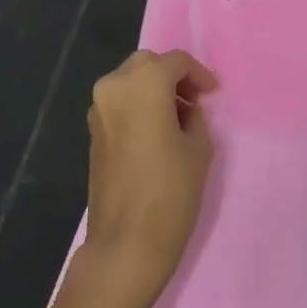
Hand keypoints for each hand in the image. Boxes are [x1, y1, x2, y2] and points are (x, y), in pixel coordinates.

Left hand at [82, 49, 217, 307]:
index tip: (213, 93)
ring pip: (130, 81)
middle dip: (172, 76)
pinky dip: (138, 105)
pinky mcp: (92, 132)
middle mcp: (115, 86)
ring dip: (153, 90)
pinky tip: (156, 131)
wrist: (125, 245)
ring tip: (178, 117)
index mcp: (144, 82)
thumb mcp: (199, 148)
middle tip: (195, 100)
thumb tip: (186, 109)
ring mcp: (98, 109)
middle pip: (148, 64)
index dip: (198, 74)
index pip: (176, 61)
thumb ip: (195, 116)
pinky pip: (119, 102)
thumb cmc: (170, 192)